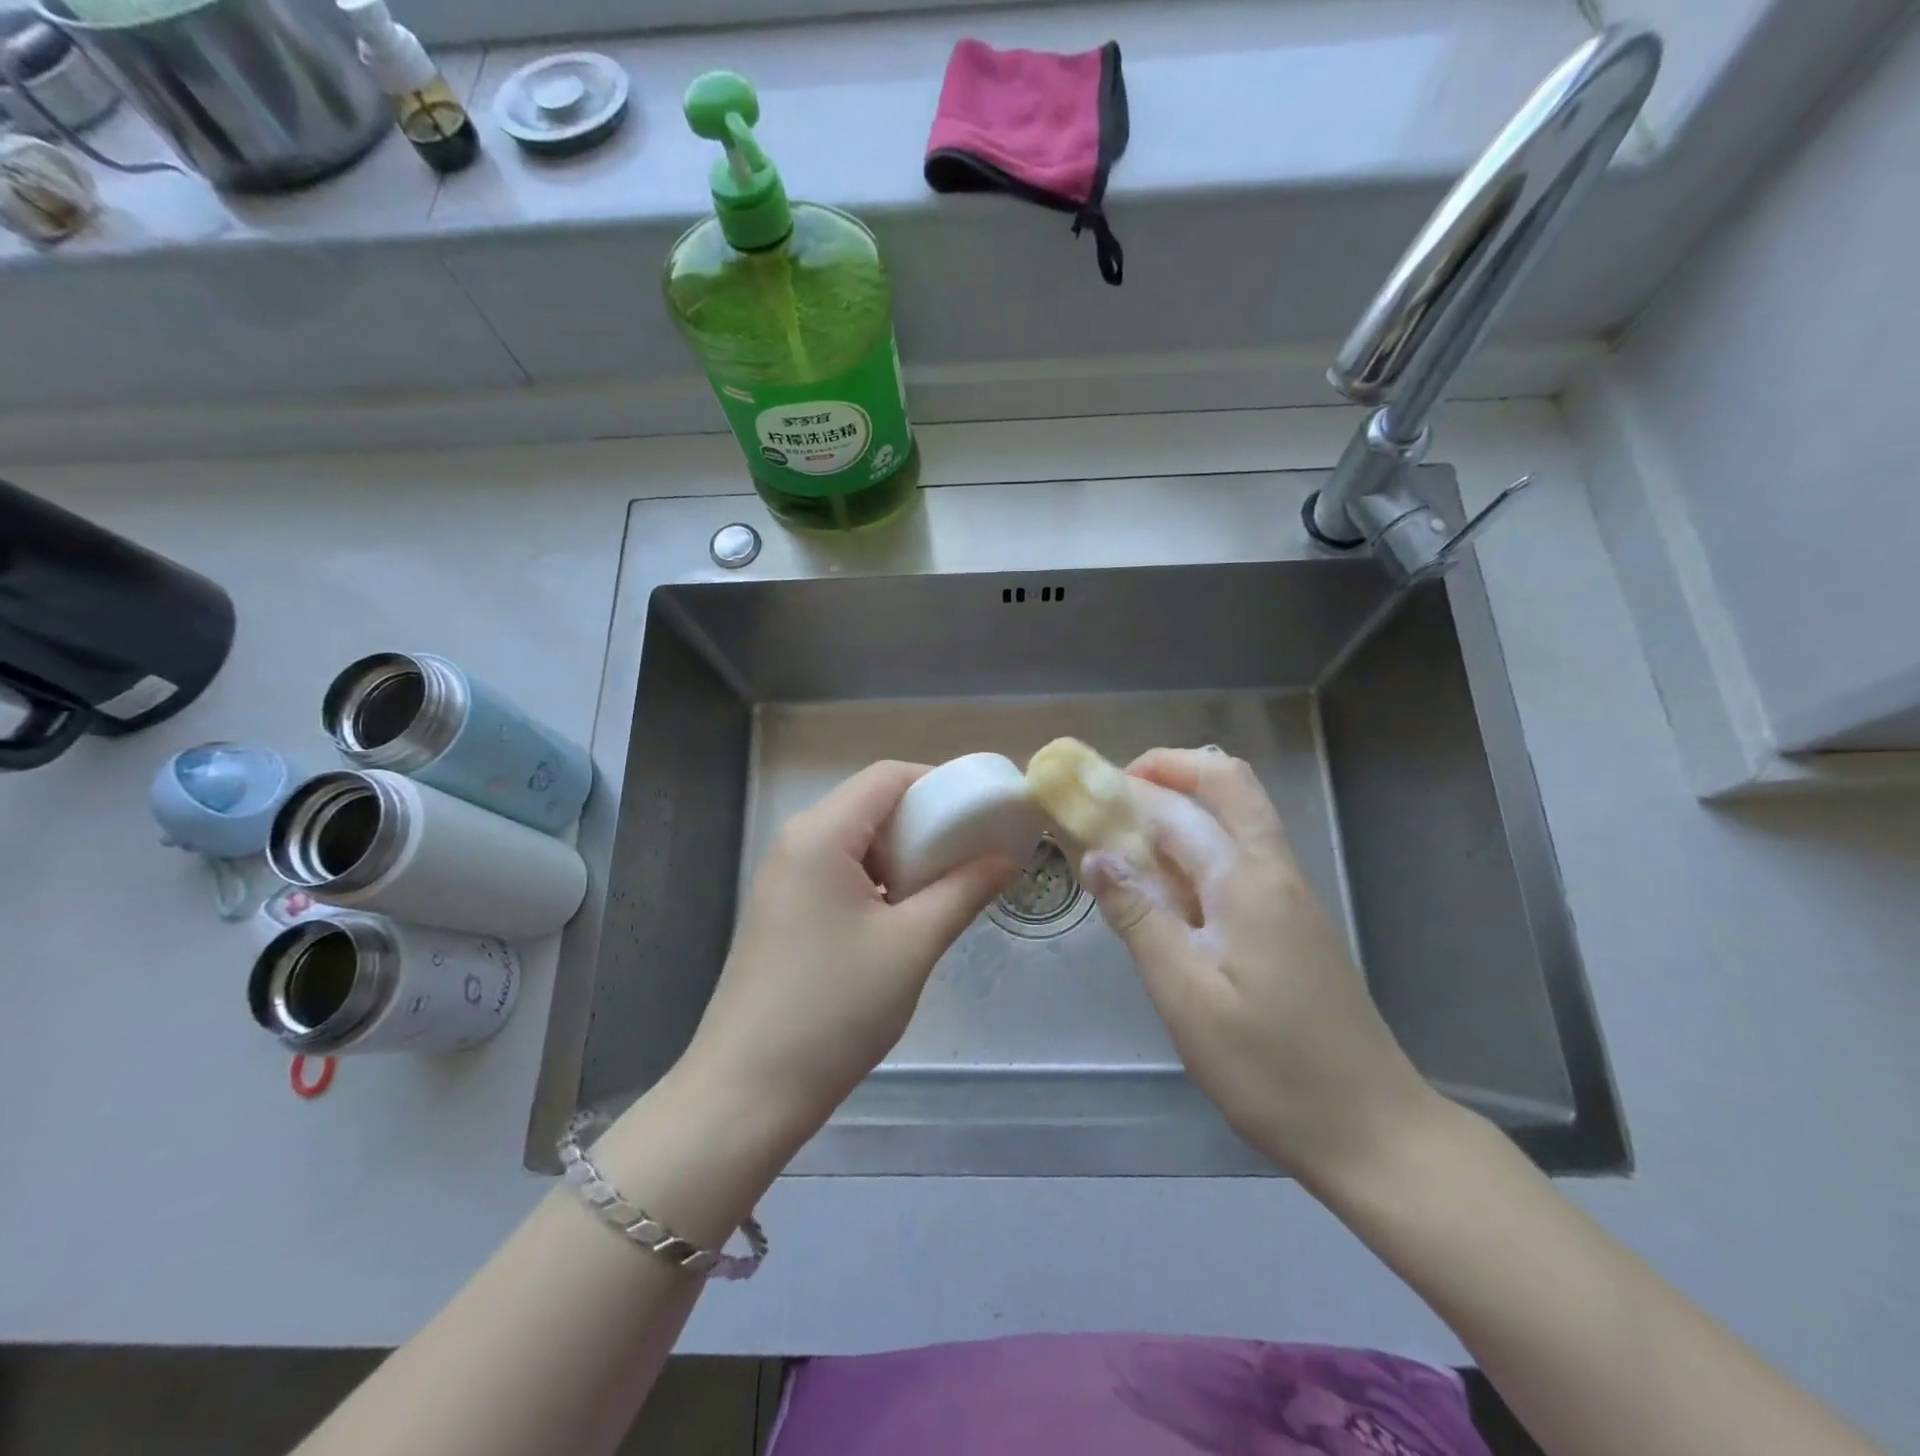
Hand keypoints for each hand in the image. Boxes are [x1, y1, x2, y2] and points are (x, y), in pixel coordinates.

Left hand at [679, 761, 1012, 1151]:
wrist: (748, 1092)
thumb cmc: (835, 1009)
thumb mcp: (912, 945)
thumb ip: (964, 890)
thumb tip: (1006, 858)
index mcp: (822, 834)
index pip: (888, 777)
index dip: (940, 784)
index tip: (983, 814)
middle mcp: (797, 842)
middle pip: (872, 805)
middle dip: (927, 822)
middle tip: (974, 855)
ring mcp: (785, 878)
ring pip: (858, 841)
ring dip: (905, 855)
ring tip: (949, 888)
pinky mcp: (785, 910)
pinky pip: (841, 872)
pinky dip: (881, 880)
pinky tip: (907, 916)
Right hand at [1080, 747, 1437, 1184]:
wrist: (1371, 1129)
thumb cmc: (1269, 1068)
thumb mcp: (1186, 996)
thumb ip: (1140, 916)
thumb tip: (1096, 853)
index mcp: (1246, 880)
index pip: (1178, 807)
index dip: (1127, 789)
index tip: (1079, 795)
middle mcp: (1273, 869)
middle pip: (1227, 783)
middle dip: (1168, 771)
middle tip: (1114, 794)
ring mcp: (1288, 894)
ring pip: (1236, 817)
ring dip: (1182, 809)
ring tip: (1125, 838)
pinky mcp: (1291, 921)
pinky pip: (1240, 858)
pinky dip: (1197, 849)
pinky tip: (1164, 890)